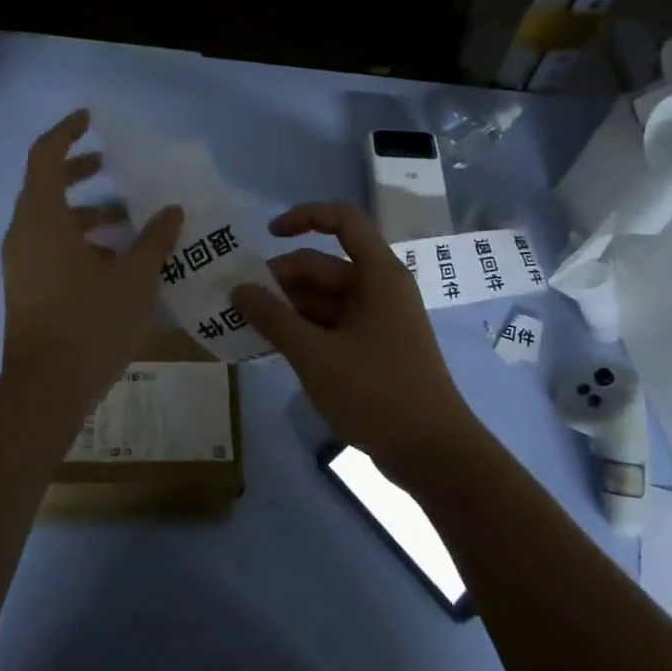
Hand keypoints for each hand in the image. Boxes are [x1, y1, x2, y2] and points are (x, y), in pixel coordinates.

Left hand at [1, 110, 182, 421]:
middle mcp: (25, 234)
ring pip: (52, 221)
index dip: (67, 132)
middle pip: (47, 186)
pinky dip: (81, 241)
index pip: (45, 155)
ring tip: (131, 219)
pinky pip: (52, 247)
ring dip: (88, 213)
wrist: (46, 390)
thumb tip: (172, 210)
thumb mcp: (135, 278)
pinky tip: (118, 260)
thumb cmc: (90, 324)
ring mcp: (22, 264)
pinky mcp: (28, 288)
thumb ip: (155, 239)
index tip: (91, 120)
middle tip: (115, 166)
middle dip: (81, 172)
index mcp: (42, 219)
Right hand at [232, 202, 485, 486]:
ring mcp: (378, 321)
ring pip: (324, 299)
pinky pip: (332, 325)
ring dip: (288, 308)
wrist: (433, 453)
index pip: (343, 220)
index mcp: (378, 275)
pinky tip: (273, 347)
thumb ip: (272, 318)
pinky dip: (304, 331)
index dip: (304, 217)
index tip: (266, 235)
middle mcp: (380, 289)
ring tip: (246, 326)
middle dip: (281, 279)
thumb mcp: (315, 355)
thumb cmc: (377, 393)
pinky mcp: (374, 349)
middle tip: (238, 301)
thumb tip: (238, 290)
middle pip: (325, 266)